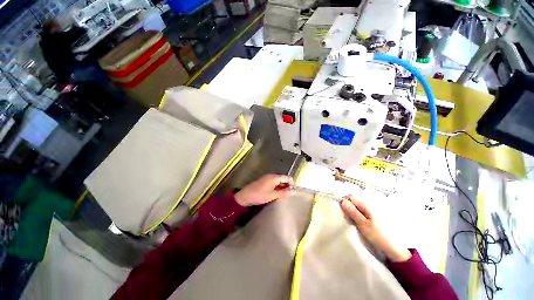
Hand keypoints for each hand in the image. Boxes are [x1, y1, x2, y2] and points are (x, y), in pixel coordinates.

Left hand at [234, 174, 294, 206]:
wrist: (245, 196)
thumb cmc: (260, 195)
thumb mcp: (273, 195)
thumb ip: (284, 193)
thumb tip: (294, 191)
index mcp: (274, 177)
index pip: (287, 177)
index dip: (292, 183)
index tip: (293, 191)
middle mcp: (271, 176)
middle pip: (282, 178)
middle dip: (287, 186)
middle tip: (289, 195)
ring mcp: (266, 178)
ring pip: (277, 181)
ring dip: (281, 187)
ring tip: (283, 195)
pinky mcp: (263, 181)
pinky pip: (273, 183)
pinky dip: (276, 187)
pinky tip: (276, 194)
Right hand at [340, 195, 410, 261]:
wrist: (397, 250)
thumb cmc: (380, 236)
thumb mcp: (364, 225)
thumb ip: (353, 212)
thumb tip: (343, 201)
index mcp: (368, 205)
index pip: (351, 196)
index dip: (345, 202)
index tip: (341, 210)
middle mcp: (372, 204)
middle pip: (355, 200)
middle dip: (349, 206)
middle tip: (347, 216)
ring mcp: (376, 209)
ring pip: (359, 206)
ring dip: (354, 210)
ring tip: (353, 220)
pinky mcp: (377, 216)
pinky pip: (365, 211)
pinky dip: (360, 214)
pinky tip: (360, 221)